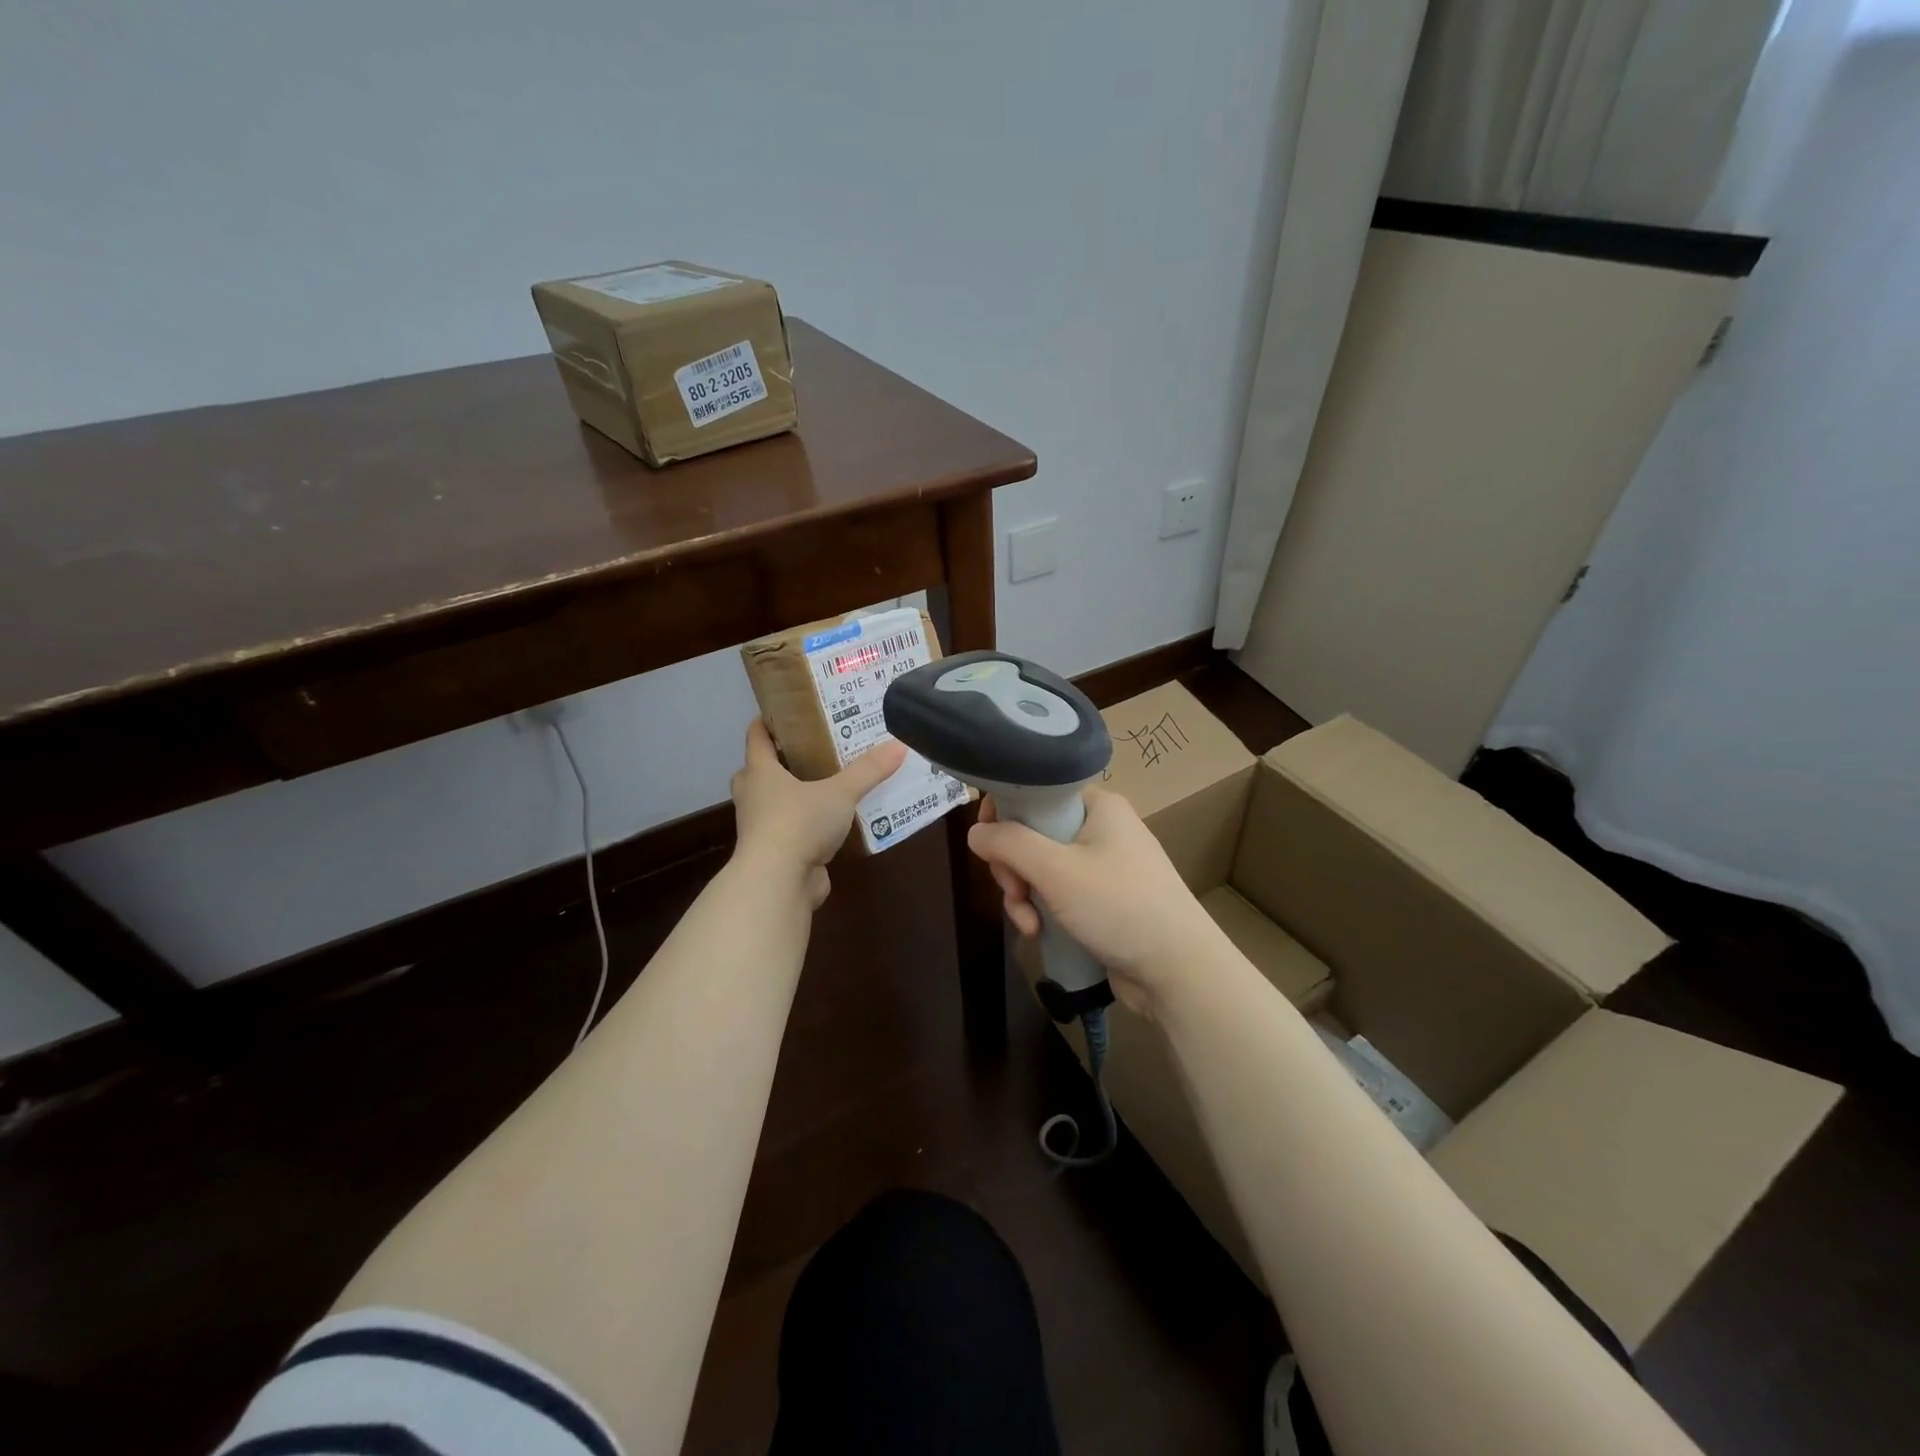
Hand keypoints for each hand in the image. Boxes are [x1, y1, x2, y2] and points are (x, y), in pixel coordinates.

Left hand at [730, 719, 906, 905]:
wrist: (778, 882)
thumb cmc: (799, 823)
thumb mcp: (840, 792)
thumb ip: (868, 770)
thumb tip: (899, 745)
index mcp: (760, 772)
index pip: (756, 737)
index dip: (767, 722)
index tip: (785, 712)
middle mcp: (754, 797)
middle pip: (758, 771)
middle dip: (779, 761)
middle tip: (810, 750)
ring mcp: (761, 829)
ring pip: (773, 804)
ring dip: (792, 796)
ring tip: (826, 785)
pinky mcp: (776, 855)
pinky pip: (790, 833)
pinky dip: (806, 827)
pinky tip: (832, 824)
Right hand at [967, 786, 1222, 1013]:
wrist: (1178, 970)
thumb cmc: (1119, 905)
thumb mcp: (1056, 870)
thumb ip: (1009, 844)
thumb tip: (975, 831)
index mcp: (1098, 805)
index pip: (1038, 791)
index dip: (1005, 812)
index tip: (988, 841)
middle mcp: (1101, 828)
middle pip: (1033, 834)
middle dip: (1013, 867)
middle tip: (1015, 891)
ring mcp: (1103, 866)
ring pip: (1041, 868)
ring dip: (1024, 895)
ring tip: (1029, 924)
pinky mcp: (1102, 900)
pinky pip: (1058, 894)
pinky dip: (1043, 910)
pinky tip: (1039, 934)